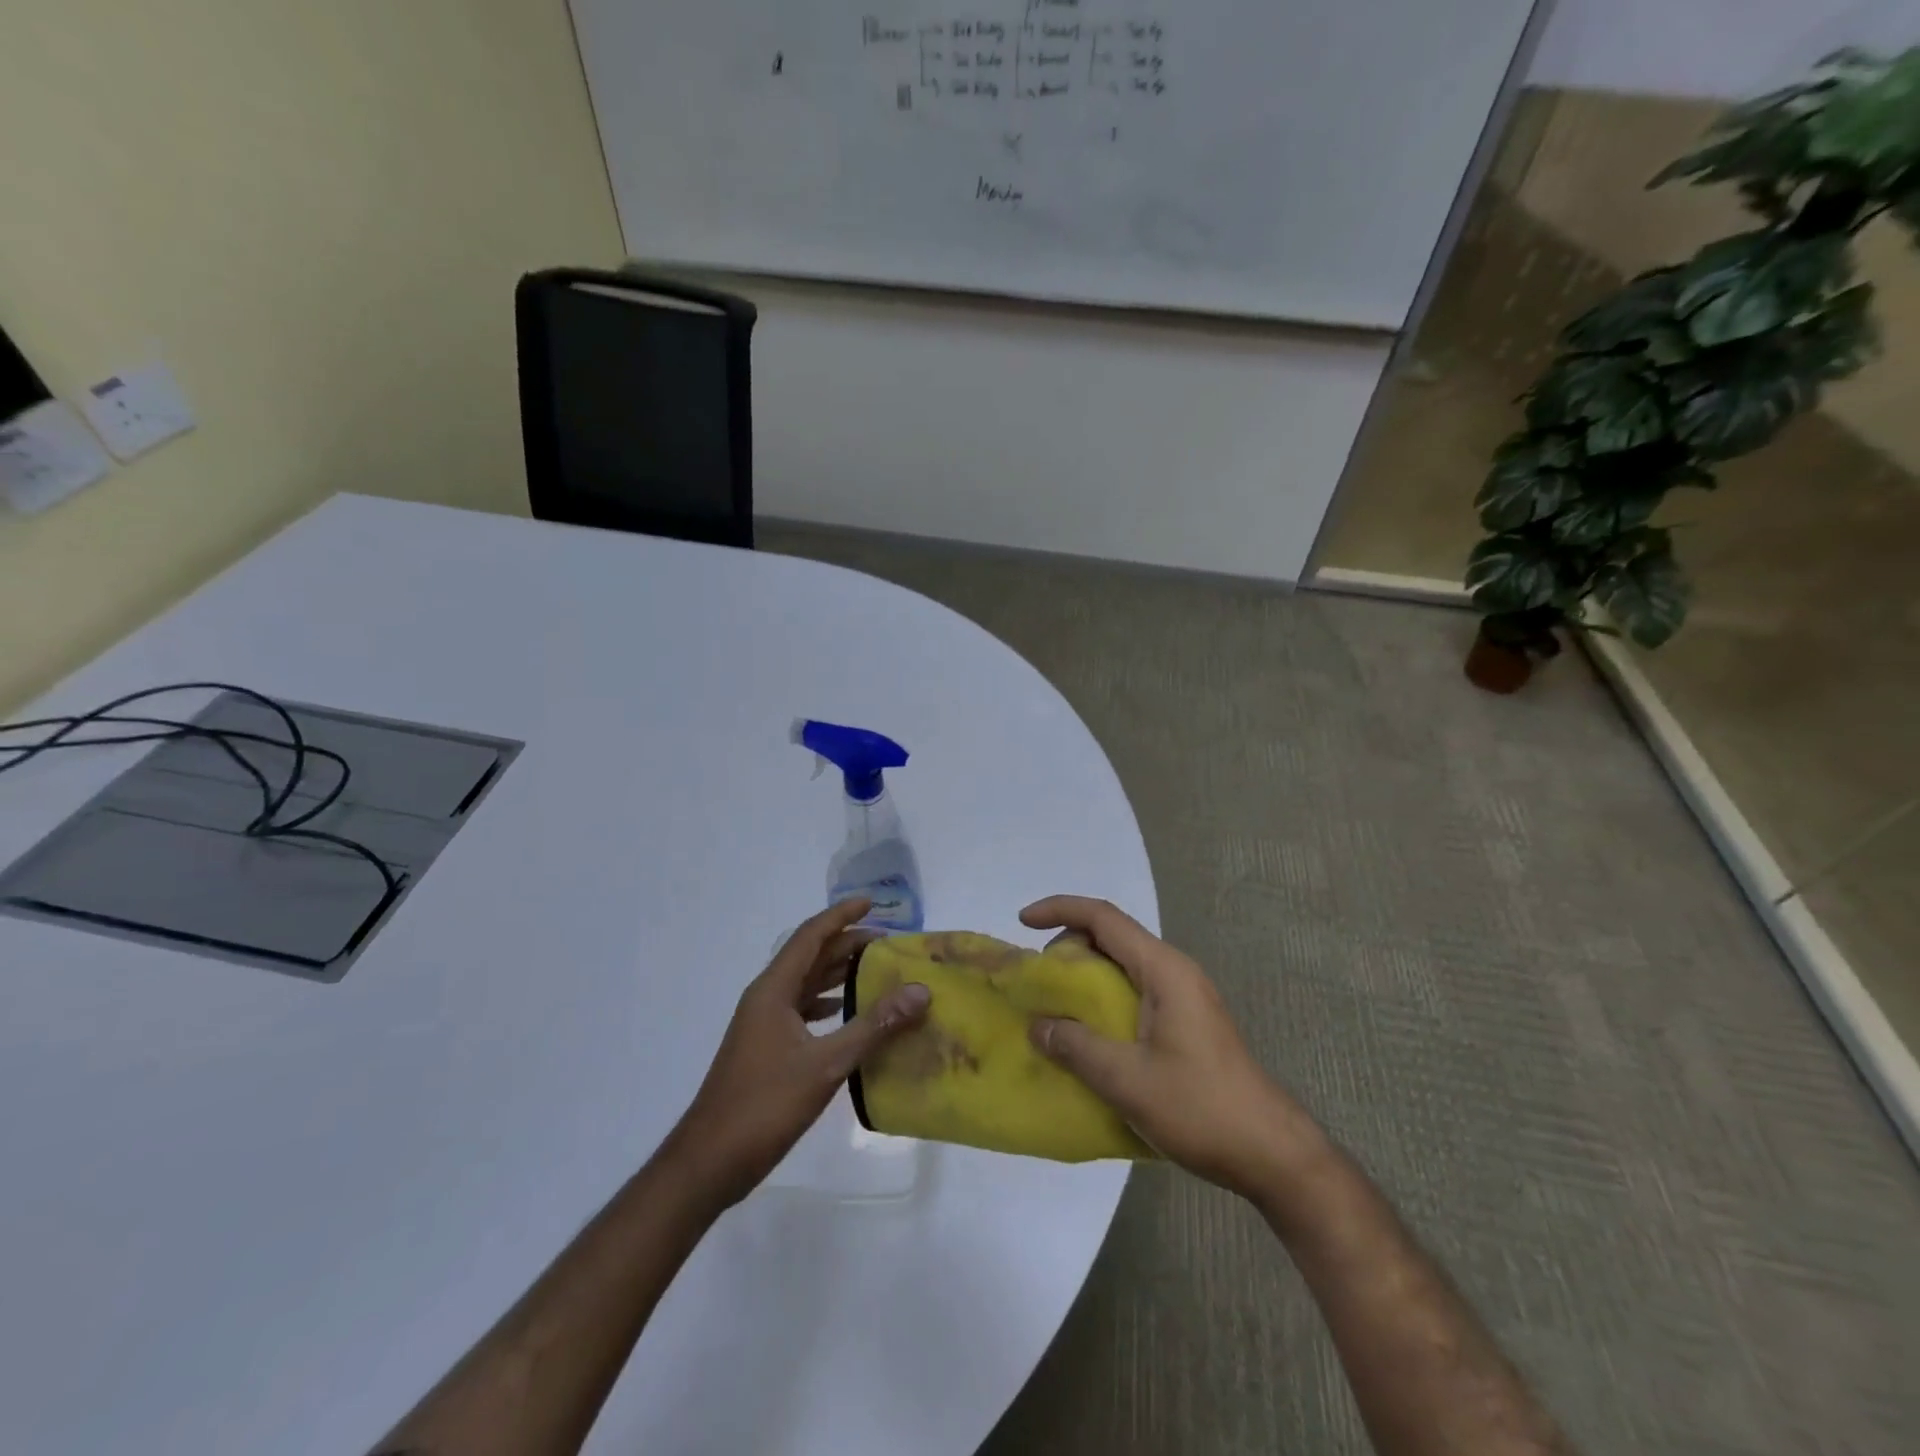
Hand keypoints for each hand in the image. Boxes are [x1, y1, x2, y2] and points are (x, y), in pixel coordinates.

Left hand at [662, 900, 931, 1208]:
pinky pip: (801, 1010)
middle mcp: (766, 998)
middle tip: (889, 943)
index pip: (811, 936)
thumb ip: (873, 1026)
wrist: (709, 1162)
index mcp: (773, 990)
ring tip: (876, 971)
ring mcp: (763, 1024)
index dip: (841, 915)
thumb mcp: (826, 1064)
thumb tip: (919, 991)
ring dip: (837, 973)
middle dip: (847, 944)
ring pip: (805, 984)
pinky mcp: (766, 1048)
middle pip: (810, 957)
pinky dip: (827, 1003)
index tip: (873, 902)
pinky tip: (846, 1013)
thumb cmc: (764, 1104)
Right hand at [1022, 896, 1323, 1197]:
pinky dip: (1104, 999)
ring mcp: (1184, 997)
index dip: (1059, 910)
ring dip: (1085, 975)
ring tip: (1055, 1007)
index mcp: (1163, 970)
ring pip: (1123, 965)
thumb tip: (1037, 1026)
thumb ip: (1076, 1047)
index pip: (1103, 918)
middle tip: (1038, 981)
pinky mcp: (1187, 1022)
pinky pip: (1135, 991)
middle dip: (1068, 946)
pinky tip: (1089, 1034)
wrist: (1272, 1153)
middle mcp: (1174, 972)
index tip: (1022, 922)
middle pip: (1112, 936)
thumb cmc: (1201, 1109)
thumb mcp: (1127, 1080)